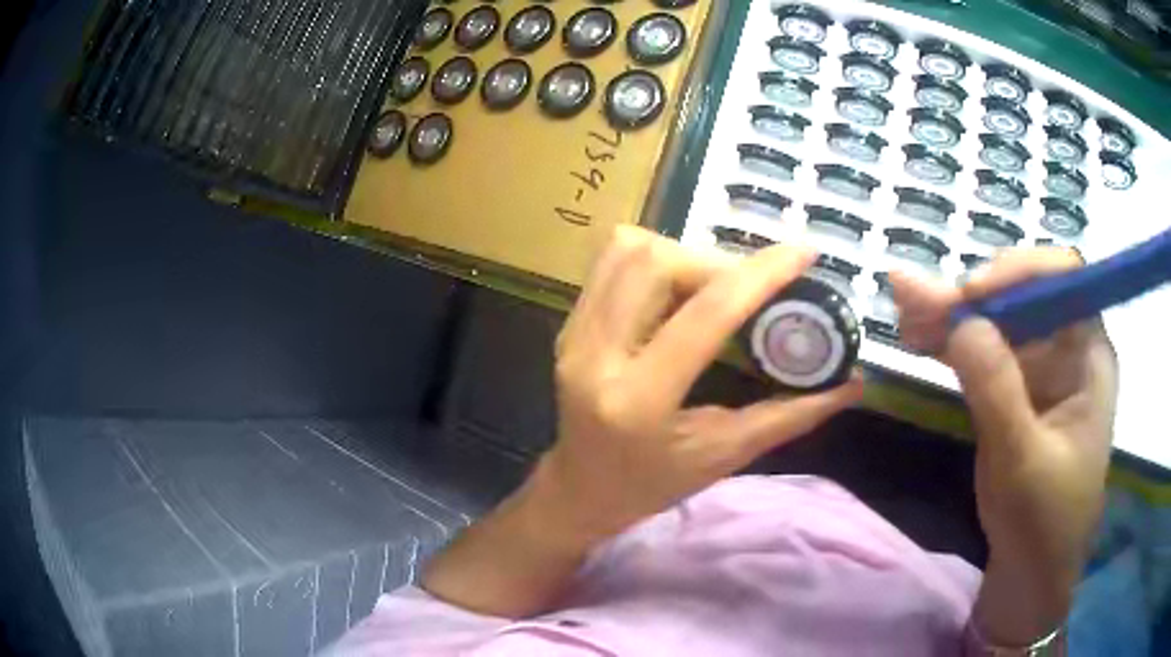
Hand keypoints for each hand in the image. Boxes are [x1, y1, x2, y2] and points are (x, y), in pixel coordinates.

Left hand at [423, 227, 861, 616]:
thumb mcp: (727, 455)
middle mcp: (594, 355)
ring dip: (684, 256)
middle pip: (656, 263)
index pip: (705, 314)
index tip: (803, 253)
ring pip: (629, 250)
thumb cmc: (654, 485)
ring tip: (713, 289)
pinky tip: (679, 292)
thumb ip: (792, 416)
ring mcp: (573, 334)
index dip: (760, 275)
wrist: (580, 489)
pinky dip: (655, 261)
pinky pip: (611, 263)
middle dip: (715, 263)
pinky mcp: (569, 323)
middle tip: (748, 289)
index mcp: (638, 399)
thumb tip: (853, 384)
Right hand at [891, 248, 1117, 644]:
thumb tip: (961, 319)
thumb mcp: (1020, 462)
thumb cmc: (1042, 524)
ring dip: (949, 314)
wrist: (1030, 575)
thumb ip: (996, 390)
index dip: (1017, 272)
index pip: (1062, 279)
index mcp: (1089, 356)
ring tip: (903, 309)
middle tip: (912, 299)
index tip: (971, 296)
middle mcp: (1068, 349)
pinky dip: (949, 343)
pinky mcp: (1015, 390)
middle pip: (1020, 295)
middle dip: (969, 295)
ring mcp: (1040, 369)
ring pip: (996, 320)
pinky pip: (983, 352)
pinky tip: (917, 335)